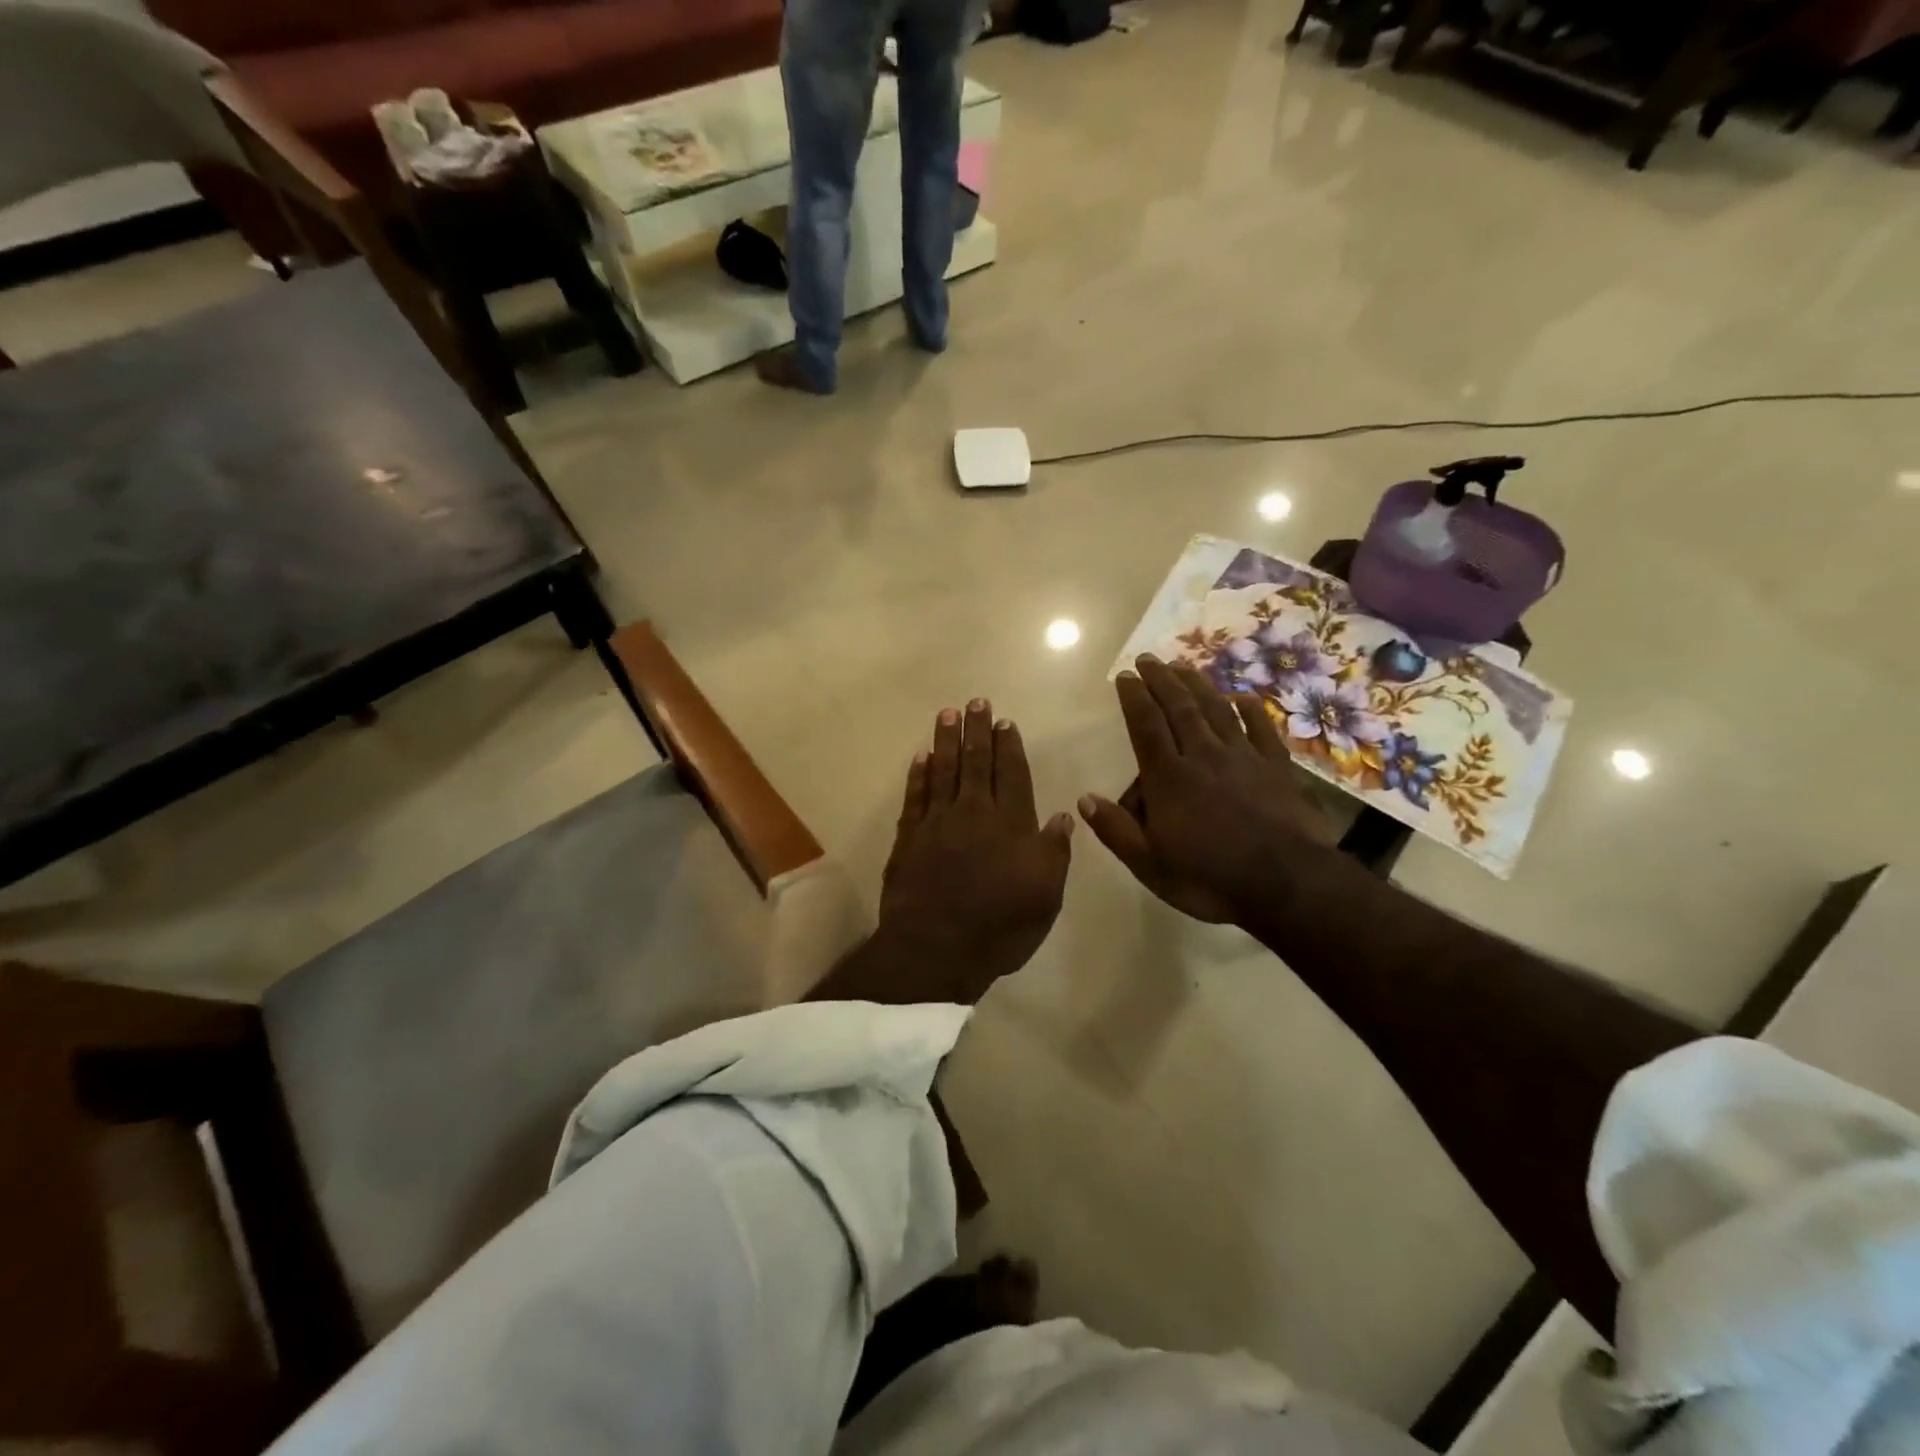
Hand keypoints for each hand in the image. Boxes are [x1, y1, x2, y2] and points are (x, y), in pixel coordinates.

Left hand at [873, 700, 1073, 1002]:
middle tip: (976, 702)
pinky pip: (915, 795)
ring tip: (948, 714)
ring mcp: (937, 822)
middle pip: (977, 762)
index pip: (1013, 775)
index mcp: (1011, 824)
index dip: (1010, 747)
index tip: (1006, 722)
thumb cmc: (1000, 927)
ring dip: (946, 740)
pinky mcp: (909, 837)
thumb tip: (1063, 817)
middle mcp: (974, 813)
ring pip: (943, 770)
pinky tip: (921, 756)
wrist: (936, 948)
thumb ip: (1054, 853)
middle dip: (977, 730)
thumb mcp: (1045, 896)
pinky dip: (918, 774)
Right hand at [1079, 656, 1331, 924]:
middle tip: (1149, 658)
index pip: (1146, 726)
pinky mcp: (1277, 767)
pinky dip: (1251, 709)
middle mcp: (1203, 756)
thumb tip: (1084, 798)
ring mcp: (1243, 758)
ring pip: (1216, 710)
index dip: (1134, 697)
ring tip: (1183, 665)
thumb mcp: (1150, 865)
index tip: (1125, 675)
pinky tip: (1242, 697)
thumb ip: (1116, 830)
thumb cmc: (1210, 878)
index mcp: (1169, 778)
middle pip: (1179, 708)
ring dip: (1198, 685)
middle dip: (1162, 680)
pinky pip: (1262, 729)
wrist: (1287, 885)